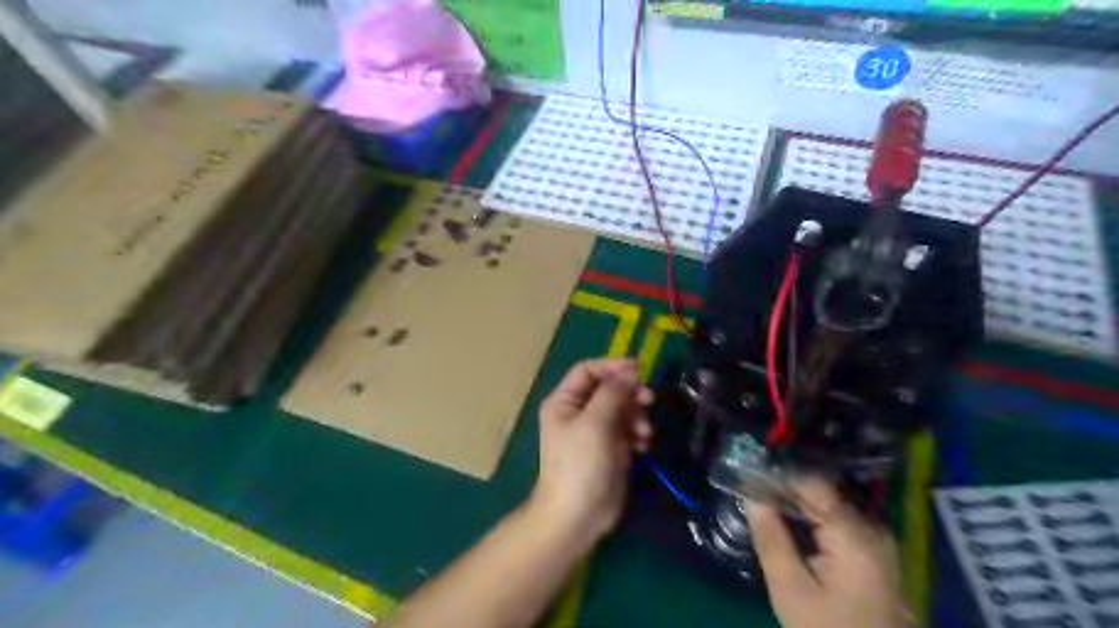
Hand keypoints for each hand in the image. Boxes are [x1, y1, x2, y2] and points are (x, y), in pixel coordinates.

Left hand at [529, 357, 651, 543]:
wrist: (578, 516)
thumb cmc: (580, 465)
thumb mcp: (595, 424)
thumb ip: (613, 394)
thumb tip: (630, 371)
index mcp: (564, 401)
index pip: (588, 370)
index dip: (612, 367)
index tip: (638, 371)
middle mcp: (578, 412)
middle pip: (608, 389)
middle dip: (629, 393)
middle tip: (649, 400)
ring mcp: (595, 431)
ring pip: (622, 408)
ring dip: (637, 416)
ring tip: (644, 433)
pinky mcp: (610, 448)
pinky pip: (628, 429)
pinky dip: (637, 433)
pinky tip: (643, 445)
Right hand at [741, 477, 906, 627]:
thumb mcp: (791, 590)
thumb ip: (771, 538)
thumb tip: (750, 495)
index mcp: (855, 536)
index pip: (813, 484)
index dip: (778, 474)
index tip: (747, 470)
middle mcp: (871, 528)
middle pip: (822, 491)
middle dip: (783, 486)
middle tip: (748, 484)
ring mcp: (875, 538)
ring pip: (827, 502)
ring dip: (793, 499)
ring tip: (760, 495)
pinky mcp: (871, 549)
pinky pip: (835, 518)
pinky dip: (808, 514)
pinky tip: (784, 517)